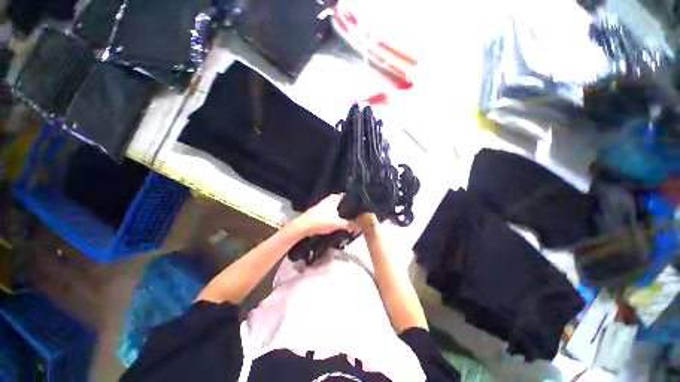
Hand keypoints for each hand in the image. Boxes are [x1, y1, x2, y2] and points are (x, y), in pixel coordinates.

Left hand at [294, 194, 360, 236]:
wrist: (304, 226)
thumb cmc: (321, 221)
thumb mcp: (337, 224)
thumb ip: (349, 225)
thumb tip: (360, 227)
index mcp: (334, 198)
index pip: (347, 195)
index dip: (354, 199)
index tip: (361, 205)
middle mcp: (329, 199)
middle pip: (342, 201)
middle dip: (348, 207)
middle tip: (357, 213)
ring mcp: (324, 205)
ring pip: (336, 207)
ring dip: (342, 211)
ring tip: (351, 217)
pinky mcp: (320, 211)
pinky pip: (332, 211)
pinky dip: (336, 215)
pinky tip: (340, 220)